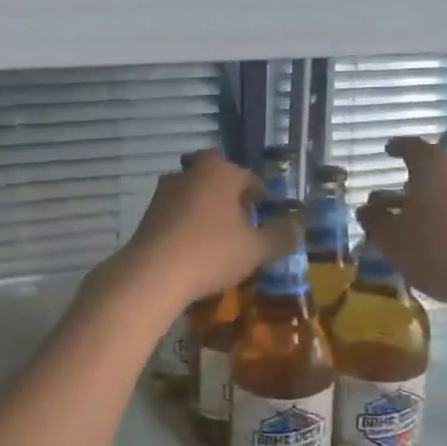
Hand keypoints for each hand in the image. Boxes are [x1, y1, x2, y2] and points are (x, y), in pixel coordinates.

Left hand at [108, 151, 301, 312]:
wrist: (153, 273)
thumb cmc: (212, 252)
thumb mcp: (256, 249)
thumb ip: (280, 237)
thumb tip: (298, 228)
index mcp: (220, 172)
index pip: (247, 176)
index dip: (258, 194)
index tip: (264, 212)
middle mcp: (190, 173)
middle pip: (216, 179)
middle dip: (229, 196)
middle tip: (241, 220)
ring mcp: (165, 192)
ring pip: (194, 194)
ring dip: (206, 209)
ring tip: (219, 237)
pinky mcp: (148, 213)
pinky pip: (176, 213)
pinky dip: (187, 224)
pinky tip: (194, 249)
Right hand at [357, 137, 446, 313]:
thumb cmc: (437, 250)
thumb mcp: (391, 239)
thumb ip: (374, 220)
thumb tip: (366, 209)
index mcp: (433, 165)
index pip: (411, 146)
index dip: (396, 148)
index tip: (387, 151)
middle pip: (432, 169)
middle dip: (410, 183)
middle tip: (391, 200)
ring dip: (429, 201)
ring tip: (410, 223)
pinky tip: (437, 238)